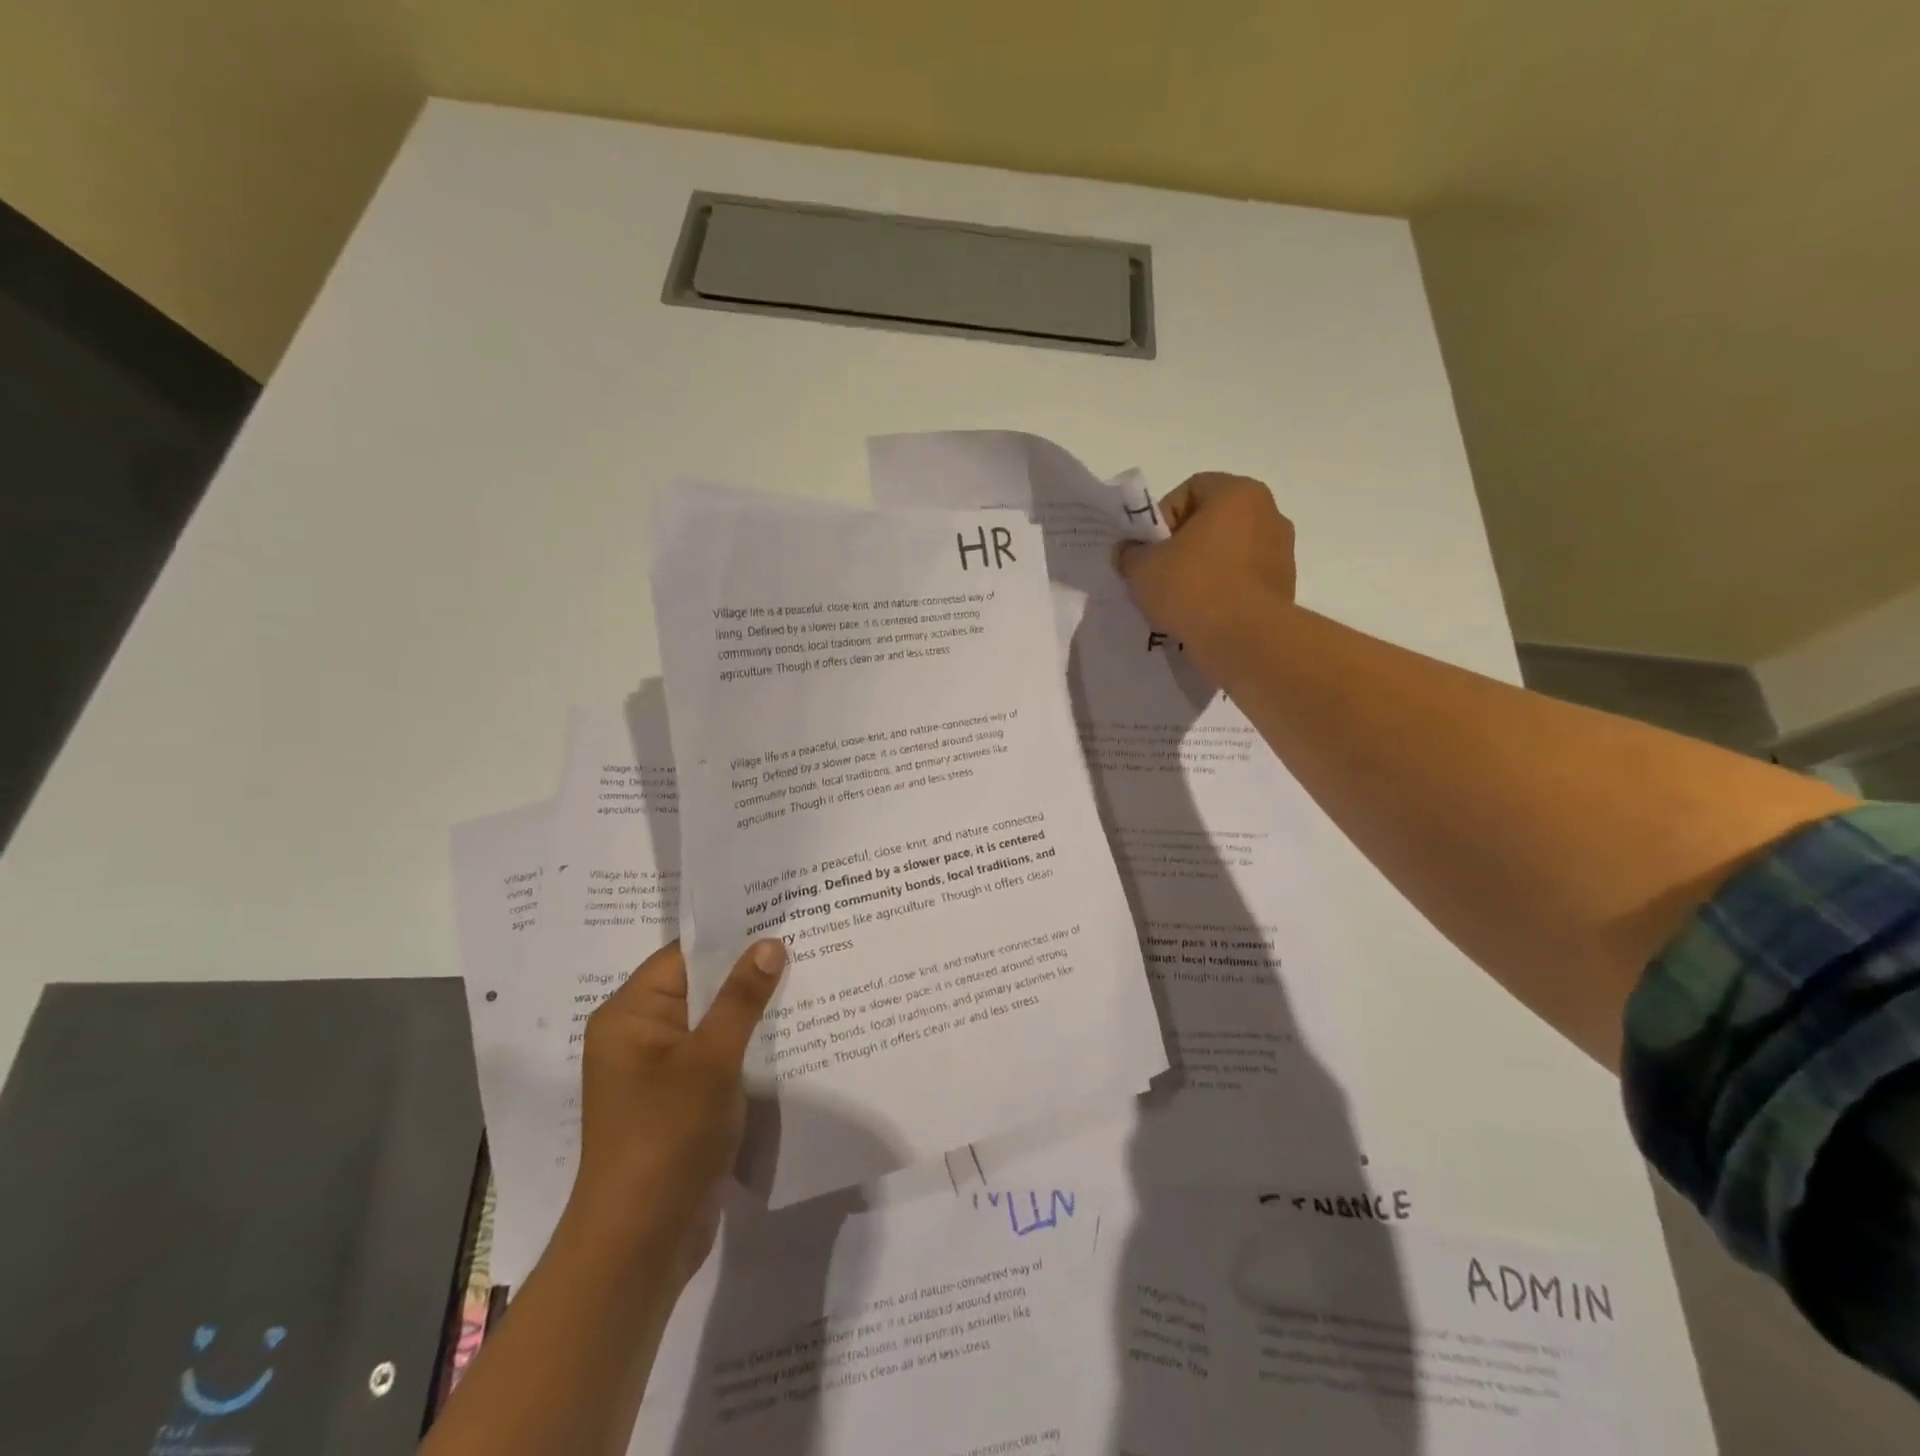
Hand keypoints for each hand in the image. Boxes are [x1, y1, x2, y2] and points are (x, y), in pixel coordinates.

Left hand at [564, 938, 785, 1286]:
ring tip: (808, 980)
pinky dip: (748, 1046)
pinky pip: (717, 1057)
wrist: (641, 1243)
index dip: (731, 936)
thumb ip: (741, 998)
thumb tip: (769, 944)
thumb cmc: (667, 1136)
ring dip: (753, 1011)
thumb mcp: (710, 1060)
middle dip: (749, 972)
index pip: (683, 956)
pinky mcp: (680, 1101)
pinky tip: (791, 1034)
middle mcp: (639, 1036)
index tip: (779, 917)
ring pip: (714, 1024)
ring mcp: (660, 1072)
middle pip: (700, 987)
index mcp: (630, 1015)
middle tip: (804, 943)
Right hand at [1114, 473, 1296, 669]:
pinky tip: (1202, 616)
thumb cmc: (1193, 588)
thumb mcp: (1142, 568)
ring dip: (1202, 571)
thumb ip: (1131, 553)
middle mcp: (1268, 514)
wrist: (1245, 640)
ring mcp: (1281, 552)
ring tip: (1179, 601)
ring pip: (1228, 553)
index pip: (1191, 489)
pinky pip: (1242, 581)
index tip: (1150, 549)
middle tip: (1159, 575)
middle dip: (1182, 546)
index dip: (1162, 517)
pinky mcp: (1284, 588)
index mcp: (1238, 494)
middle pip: (1212, 522)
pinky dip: (1222, 593)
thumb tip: (1130, 553)